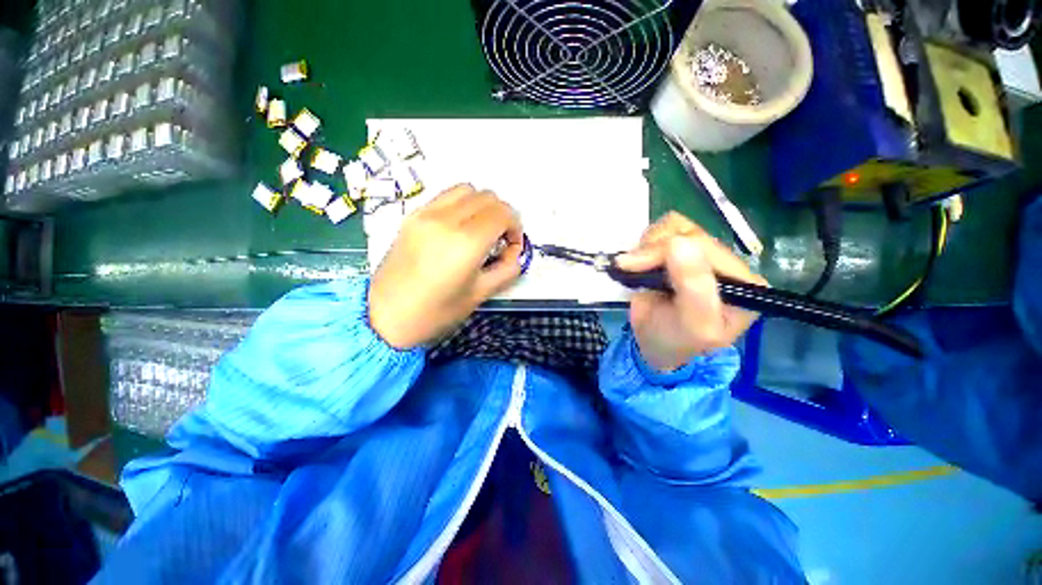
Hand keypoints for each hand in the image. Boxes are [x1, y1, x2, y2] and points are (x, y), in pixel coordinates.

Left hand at [368, 184, 523, 348]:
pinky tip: (459, 228)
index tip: (511, 247)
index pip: (503, 213)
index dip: (515, 227)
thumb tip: (515, 252)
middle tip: (499, 240)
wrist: (384, 316)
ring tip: (480, 231)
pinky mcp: (412, 215)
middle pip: (488, 197)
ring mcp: (426, 214)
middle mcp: (446, 220)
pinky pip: (446, 196)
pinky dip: (462, 205)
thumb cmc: (436, 313)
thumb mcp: (480, 295)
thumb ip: (507, 269)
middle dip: (502, 216)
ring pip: (467, 189)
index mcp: (466, 243)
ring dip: (482, 206)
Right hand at [615, 212, 766, 372]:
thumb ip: (693, 286)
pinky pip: (663, 229)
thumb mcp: (693, 323)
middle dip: (651, 250)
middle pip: (687, 232)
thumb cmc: (677, 341)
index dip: (665, 251)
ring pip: (674, 226)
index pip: (705, 247)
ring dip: (647, 245)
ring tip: (636, 268)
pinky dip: (645, 243)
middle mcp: (725, 263)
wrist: (655, 346)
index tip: (634, 266)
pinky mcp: (680, 252)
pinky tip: (640, 262)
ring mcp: (701, 254)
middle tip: (628, 268)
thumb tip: (679, 242)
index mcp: (743, 281)